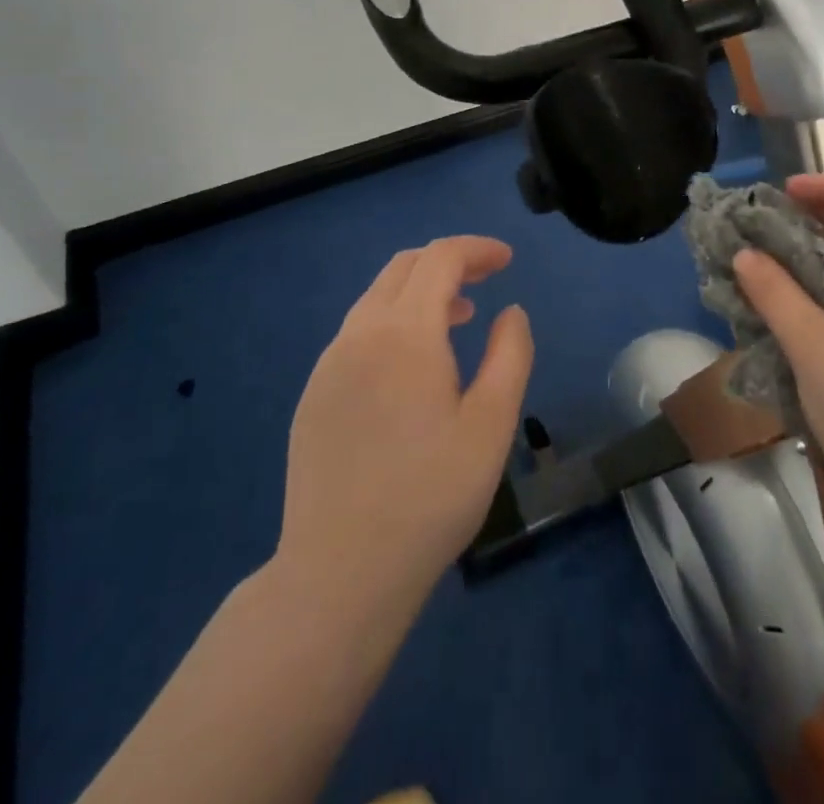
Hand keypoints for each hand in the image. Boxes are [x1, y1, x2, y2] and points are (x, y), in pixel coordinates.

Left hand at [277, 237, 533, 611]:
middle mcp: (359, 334)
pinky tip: (412, 366)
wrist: (340, 573)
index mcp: (404, 333)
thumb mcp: (492, 425)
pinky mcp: (313, 394)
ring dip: (420, 292)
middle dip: (448, 262)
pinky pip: (358, 332)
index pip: (440, 259)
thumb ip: (510, 355)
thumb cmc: (430, 496)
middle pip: (403, 267)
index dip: (477, 249)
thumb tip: (510, 312)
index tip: (507, 260)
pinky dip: (393, 322)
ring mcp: (328, 364)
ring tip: (458, 318)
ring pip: (376, 298)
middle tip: (486, 278)